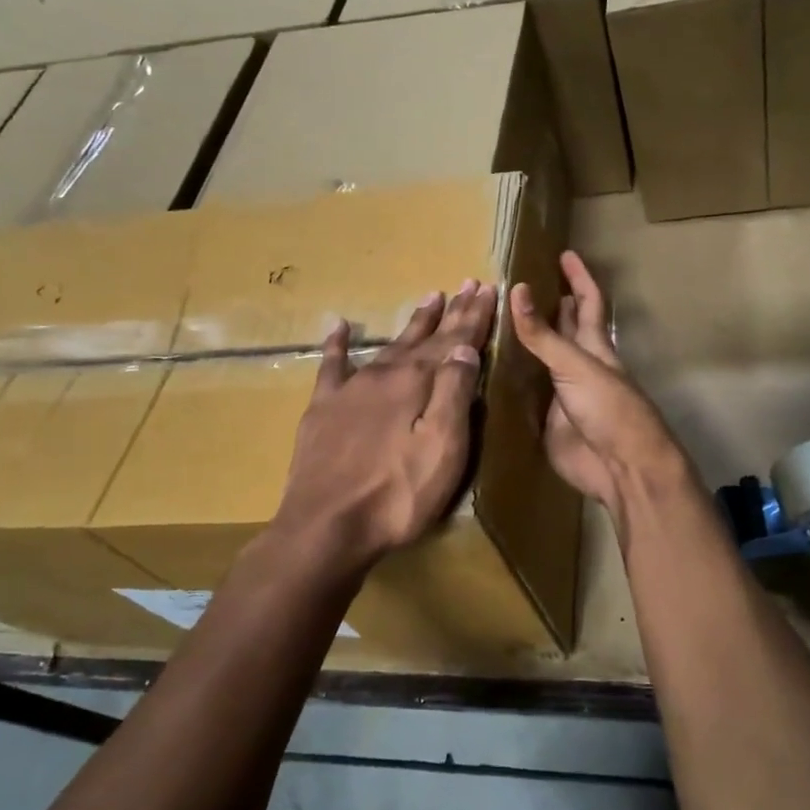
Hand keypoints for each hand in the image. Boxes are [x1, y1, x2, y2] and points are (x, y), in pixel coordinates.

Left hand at [271, 280, 496, 568]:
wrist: (325, 526)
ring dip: (411, 324)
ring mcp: (350, 390)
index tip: (487, 288)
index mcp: (416, 383)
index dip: (473, 316)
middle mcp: (384, 375)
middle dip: (449, 313)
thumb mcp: (442, 447)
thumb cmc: (397, 494)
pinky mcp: (322, 410)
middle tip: (465, 284)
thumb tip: (464, 347)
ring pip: (388, 346)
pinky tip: (340, 326)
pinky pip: (332, 366)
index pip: (454, 340)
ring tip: (428, 298)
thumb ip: (454, 394)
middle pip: (423, 337)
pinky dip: (338, 344)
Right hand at [509, 251, 689, 521]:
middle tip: (518, 286)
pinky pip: (524, 395)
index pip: (587, 302)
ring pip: (540, 362)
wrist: (620, 467)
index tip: (564, 254)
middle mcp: (577, 366)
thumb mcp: (575, 365)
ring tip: (490, 323)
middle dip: (548, 307)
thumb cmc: (609, 408)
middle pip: (563, 330)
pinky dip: (509, 383)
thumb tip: (518, 289)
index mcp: (593, 346)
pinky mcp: (546, 421)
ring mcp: (561, 395)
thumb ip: (543, 334)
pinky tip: (487, 374)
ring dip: (522, 345)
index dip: (578, 277)